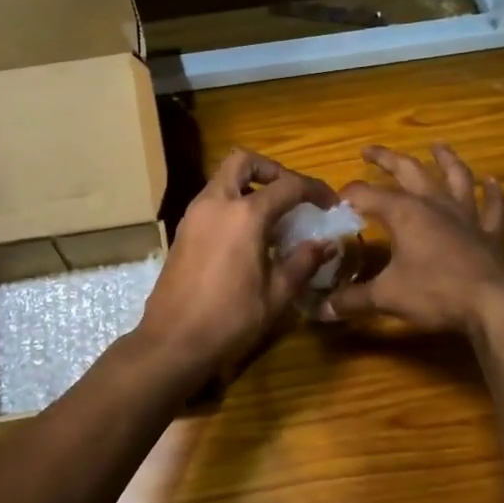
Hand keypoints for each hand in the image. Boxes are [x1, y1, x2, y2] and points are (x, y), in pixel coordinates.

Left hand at [136, 149, 339, 374]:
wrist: (173, 340)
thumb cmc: (230, 318)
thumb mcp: (276, 294)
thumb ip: (303, 262)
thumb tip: (326, 244)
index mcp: (244, 215)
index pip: (288, 186)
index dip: (315, 189)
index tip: (330, 203)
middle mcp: (216, 203)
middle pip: (243, 162)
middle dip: (271, 169)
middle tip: (291, 194)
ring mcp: (194, 215)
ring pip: (223, 179)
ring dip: (249, 186)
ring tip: (272, 217)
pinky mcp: (182, 230)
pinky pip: (211, 200)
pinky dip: (232, 203)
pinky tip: (247, 235)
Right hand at [318, 144, 503, 335]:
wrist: (495, 304)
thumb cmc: (437, 293)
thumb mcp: (387, 297)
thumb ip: (353, 300)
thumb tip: (321, 309)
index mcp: (404, 213)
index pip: (366, 195)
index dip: (347, 196)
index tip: (332, 202)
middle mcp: (434, 204)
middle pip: (408, 171)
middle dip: (386, 159)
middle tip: (369, 151)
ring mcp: (467, 215)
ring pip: (455, 177)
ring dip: (446, 159)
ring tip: (437, 146)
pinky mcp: (492, 232)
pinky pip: (493, 206)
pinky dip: (493, 192)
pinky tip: (492, 181)